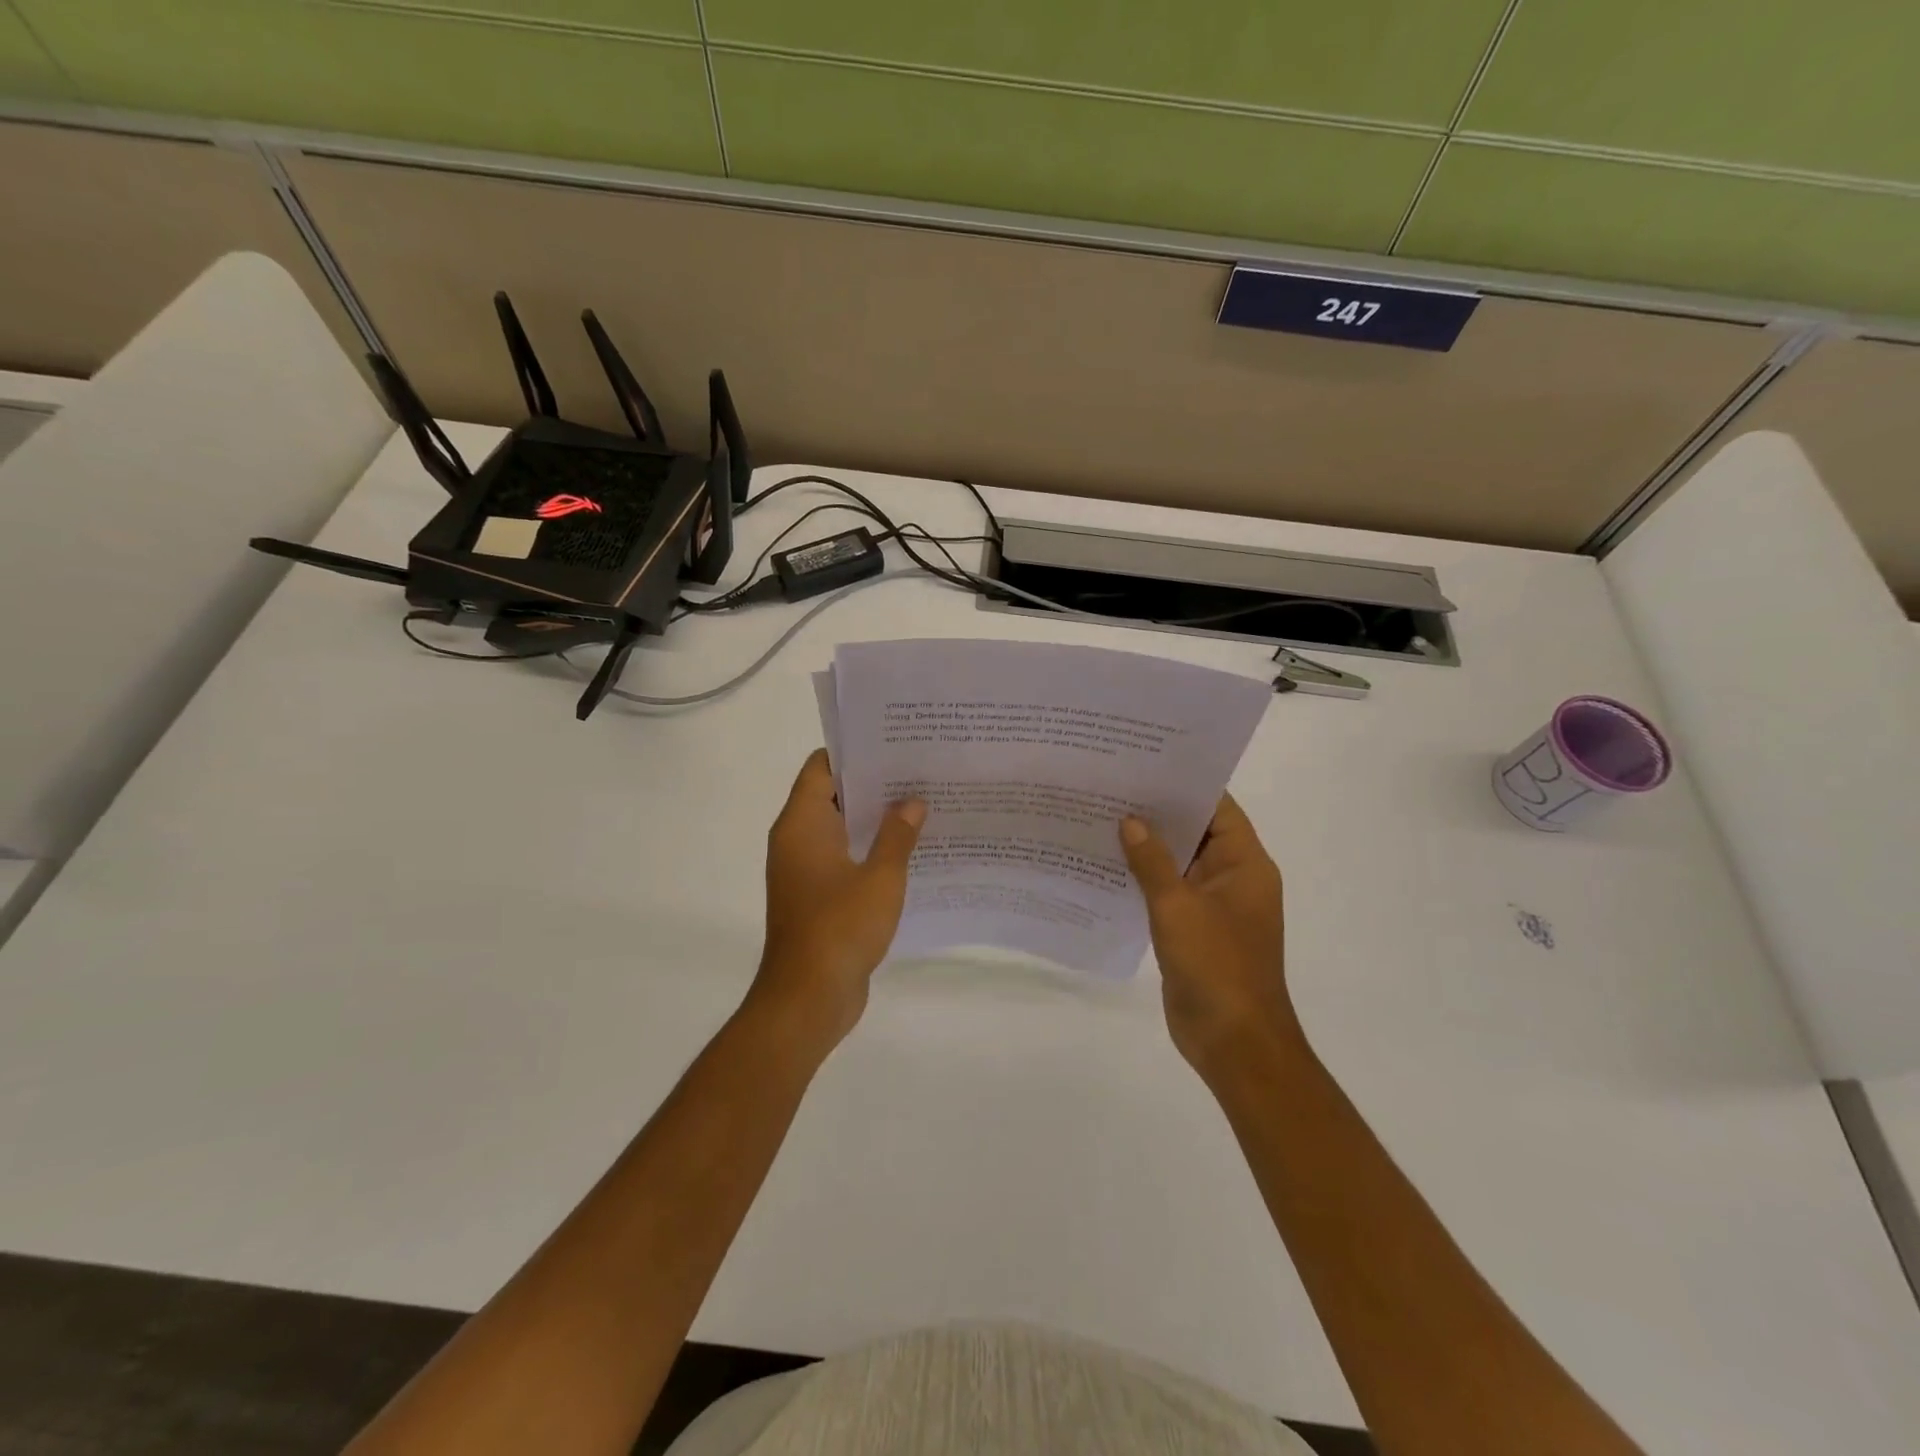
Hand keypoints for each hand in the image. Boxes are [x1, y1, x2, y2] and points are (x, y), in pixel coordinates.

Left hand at [752, 750, 925, 1050]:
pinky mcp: (816, 897)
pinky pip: (843, 859)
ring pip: (841, 829)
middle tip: (918, 773)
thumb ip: (897, 835)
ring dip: (874, 820)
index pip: (821, 768)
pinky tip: (909, 852)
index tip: (893, 745)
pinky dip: (869, 850)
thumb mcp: (881, 877)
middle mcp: (797, 840)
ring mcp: (804, 870)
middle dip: (873, 784)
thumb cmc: (841, 928)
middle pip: (832, 795)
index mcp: (802, 824)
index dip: (854, 752)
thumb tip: (912, 802)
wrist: (808, 998)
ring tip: (921, 806)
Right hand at [1120, 795, 1293, 1076]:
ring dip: (1147, 847)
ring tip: (1100, 818)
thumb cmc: (1216, 966)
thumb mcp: (1178, 907)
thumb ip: (1152, 862)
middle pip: (1195, 832)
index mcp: (1244, 864)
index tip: (1145, 763)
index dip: (1184, 784)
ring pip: (1178, 863)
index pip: (1217, 808)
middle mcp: (1232, 878)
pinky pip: (1168, 892)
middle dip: (1157, 813)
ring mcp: (1213, 905)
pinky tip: (1106, 866)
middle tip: (1111, 787)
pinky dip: (1143, 879)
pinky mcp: (1194, 929)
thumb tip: (1130, 821)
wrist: (1233, 1042)